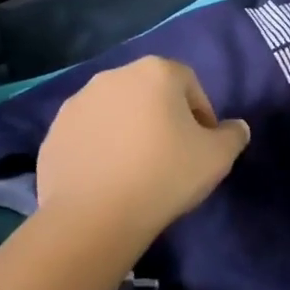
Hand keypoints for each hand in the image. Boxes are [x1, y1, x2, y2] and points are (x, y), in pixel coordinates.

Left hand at [37, 56, 250, 245]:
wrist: (93, 217)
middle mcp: (114, 75)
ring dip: (130, 130)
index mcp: (156, 72)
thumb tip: (236, 128)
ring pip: (117, 112)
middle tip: (172, 156)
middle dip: (163, 118)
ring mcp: (78, 102)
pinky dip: (101, 148)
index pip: (190, 85)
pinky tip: (109, 179)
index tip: (202, 147)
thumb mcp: (217, 158)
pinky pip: (89, 134)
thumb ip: (233, 136)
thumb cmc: (164, 175)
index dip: (201, 115)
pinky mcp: (54, 131)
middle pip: (151, 93)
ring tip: (137, 169)